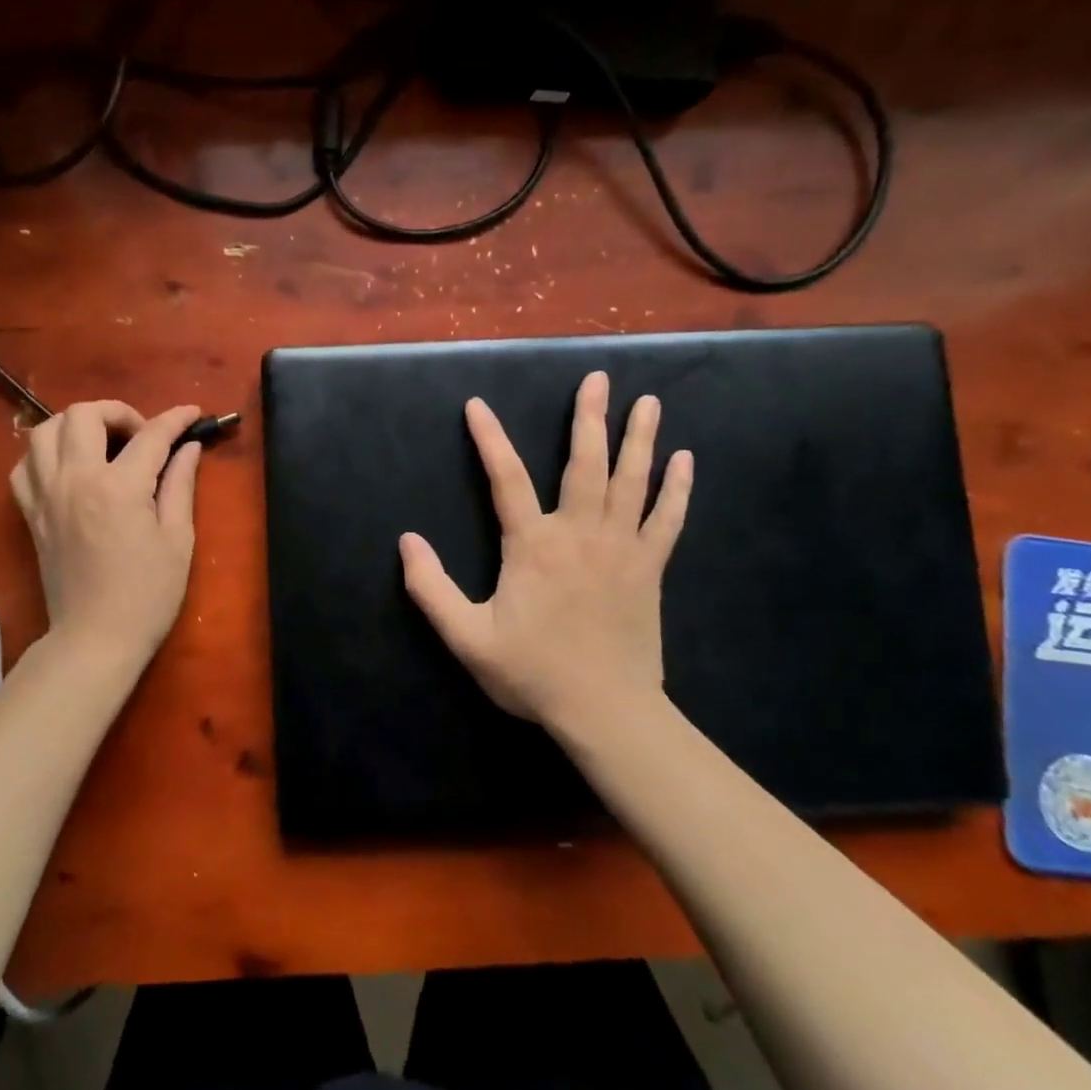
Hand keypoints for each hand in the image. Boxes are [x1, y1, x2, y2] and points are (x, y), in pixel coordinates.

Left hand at [10, 400, 202, 676]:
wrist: (96, 638)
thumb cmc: (148, 594)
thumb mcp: (177, 538)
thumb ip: (180, 484)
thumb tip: (189, 447)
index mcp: (118, 486)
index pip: (150, 435)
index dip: (176, 418)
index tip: (192, 413)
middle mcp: (75, 479)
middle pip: (84, 414)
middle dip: (118, 412)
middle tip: (140, 435)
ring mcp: (46, 495)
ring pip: (44, 431)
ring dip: (75, 425)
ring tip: (101, 443)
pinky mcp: (31, 513)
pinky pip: (24, 467)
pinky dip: (44, 455)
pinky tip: (67, 468)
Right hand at [398, 372, 692, 735]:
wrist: (606, 712)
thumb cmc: (532, 672)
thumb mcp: (467, 637)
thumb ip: (431, 588)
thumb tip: (405, 541)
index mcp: (533, 546)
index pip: (506, 478)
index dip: (489, 439)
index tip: (477, 404)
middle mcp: (579, 534)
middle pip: (585, 464)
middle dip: (590, 417)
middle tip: (598, 377)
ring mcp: (621, 549)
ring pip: (632, 481)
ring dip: (639, 438)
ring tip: (648, 402)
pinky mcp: (649, 568)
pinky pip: (667, 519)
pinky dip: (677, 489)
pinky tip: (685, 461)